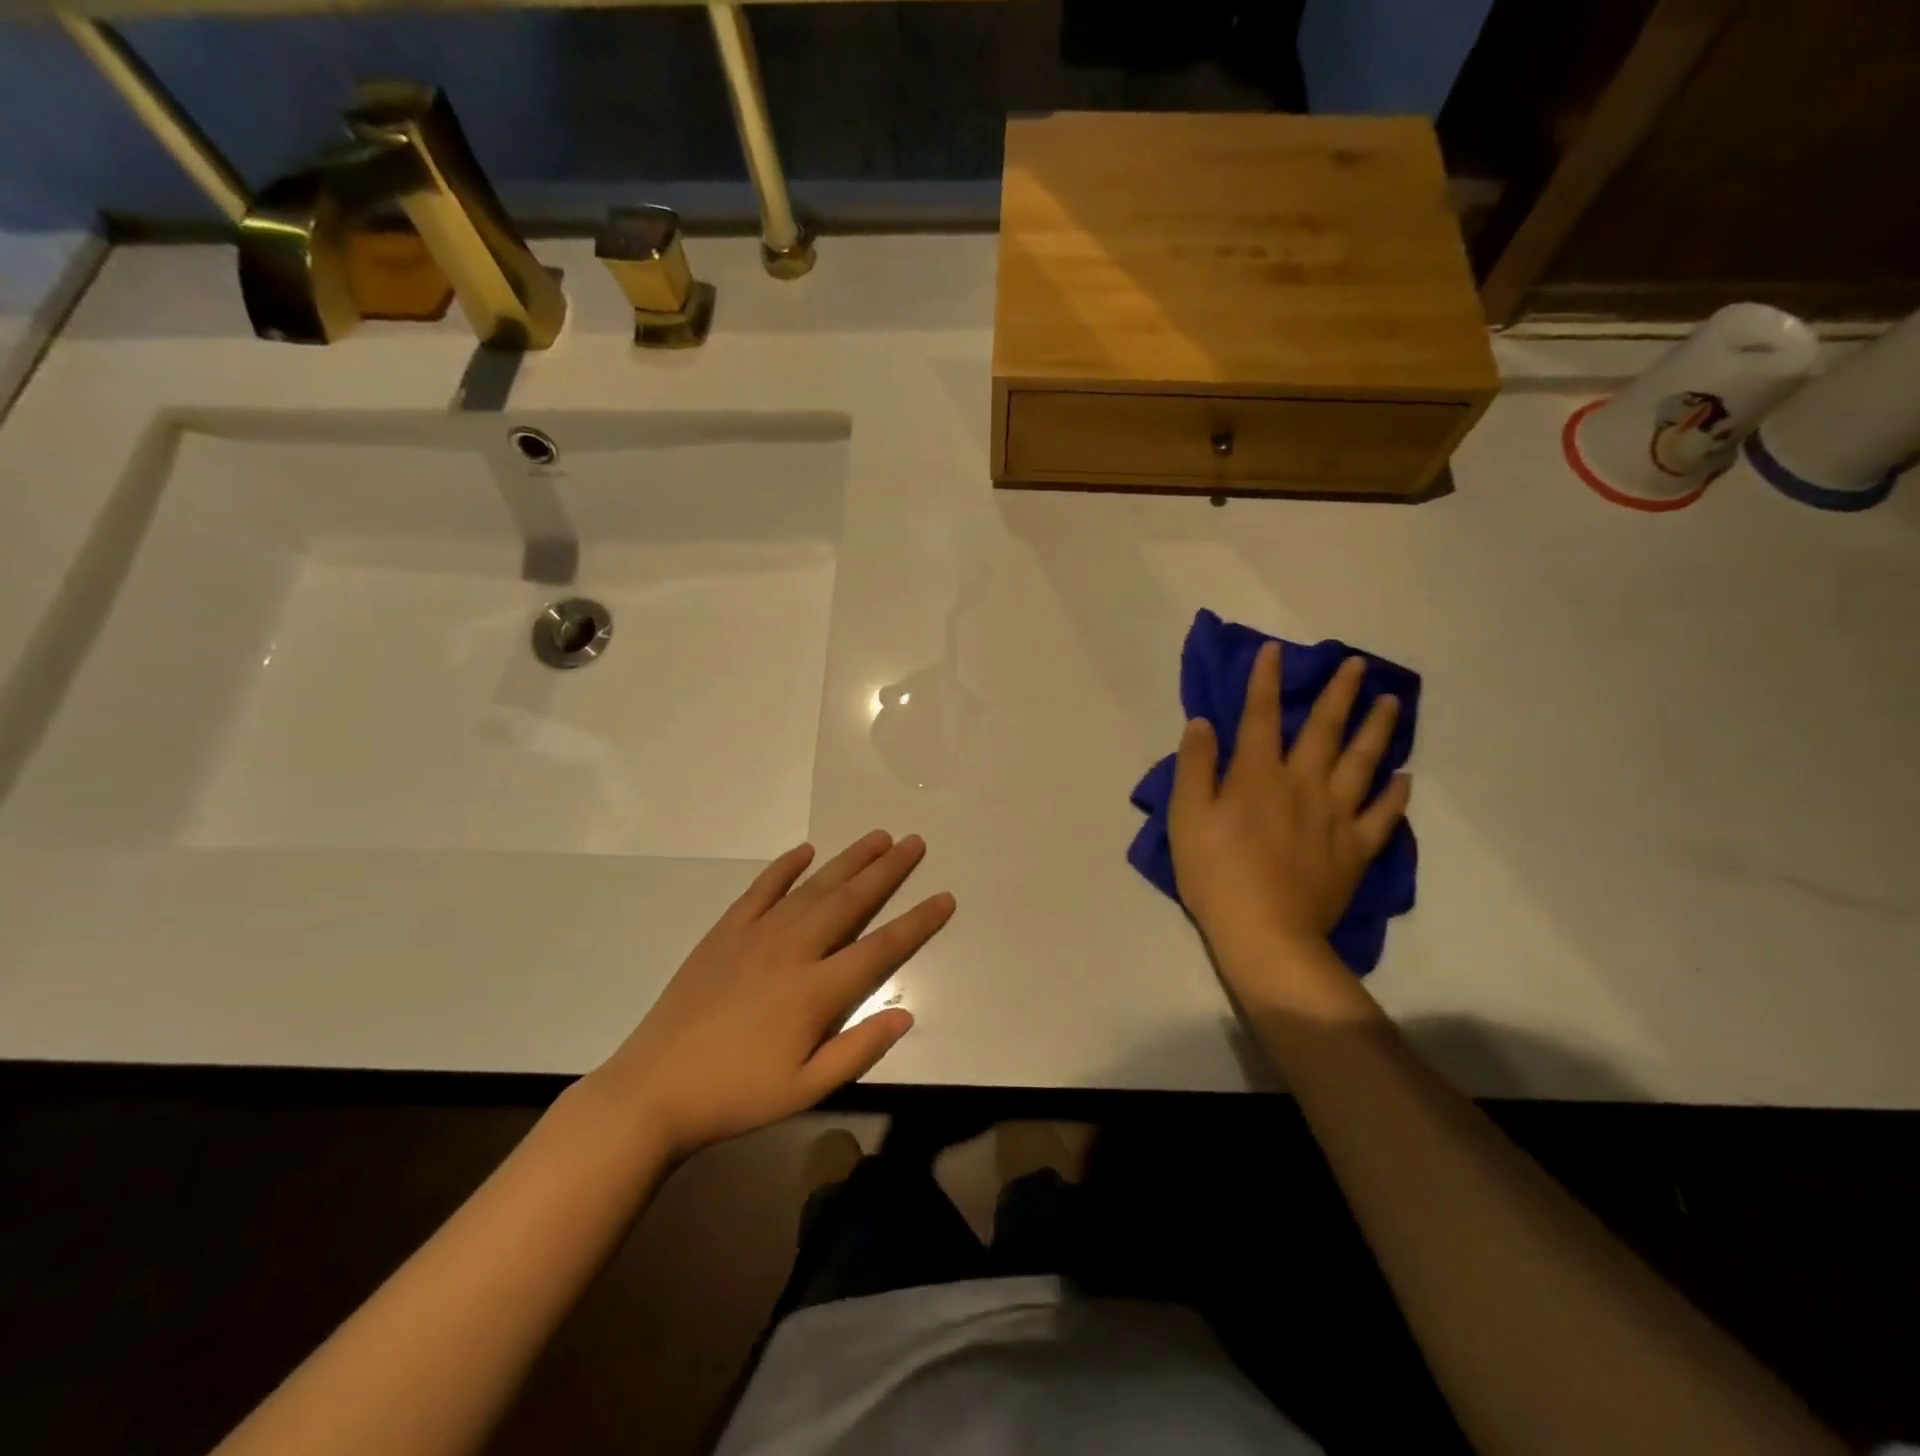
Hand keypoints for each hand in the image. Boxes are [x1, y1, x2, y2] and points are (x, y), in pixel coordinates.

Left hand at [588, 832, 953, 1159]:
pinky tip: (805, 851)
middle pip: (850, 901)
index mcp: (816, 990)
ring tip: (877, 837)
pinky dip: (785, 867)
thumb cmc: (737, 1094)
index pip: (881, 947)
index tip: (944, 898)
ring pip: (813, 887)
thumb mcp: (805, 1089)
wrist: (654, 1089)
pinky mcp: (725, 931)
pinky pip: (761, 889)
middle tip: (914, 843)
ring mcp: (756, 935)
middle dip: (888, 871)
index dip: (917, 922)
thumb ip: (858, 1049)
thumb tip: (906, 1014)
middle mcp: (792, 950)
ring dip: (848, 860)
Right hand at [1169, 642, 1408, 966]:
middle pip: (1325, 729)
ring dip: (1379, 729)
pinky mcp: (1355, 849)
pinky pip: (1382, 814)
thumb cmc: (1215, 873)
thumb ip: (1195, 766)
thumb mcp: (1186, 817)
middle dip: (1339, 693)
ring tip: (1393, 702)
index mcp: (1258, 775)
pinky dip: (1395, 793)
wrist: (1265, 934)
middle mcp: (1303, 783)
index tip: (1275, 650)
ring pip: (1364, 762)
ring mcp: (1336, 816)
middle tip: (1359, 665)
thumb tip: (1203, 723)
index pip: (1260, 716)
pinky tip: (1405, 776)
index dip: (1265, 681)